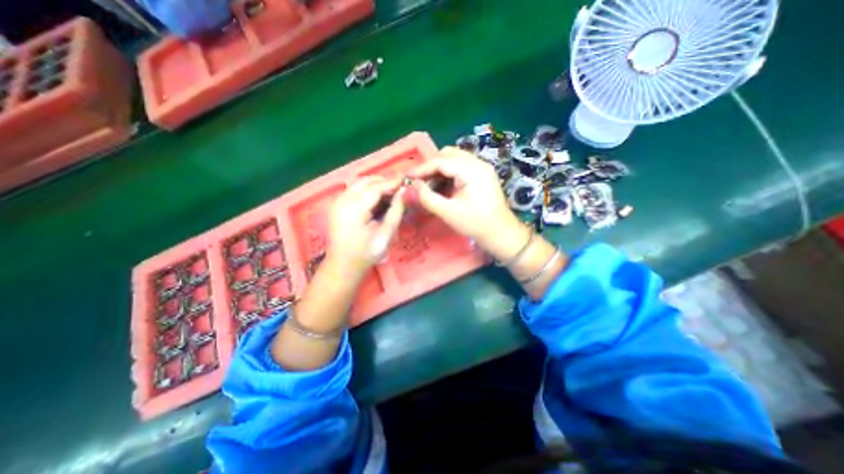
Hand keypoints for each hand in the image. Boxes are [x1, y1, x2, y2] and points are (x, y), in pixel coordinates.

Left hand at [324, 176, 406, 278]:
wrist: (343, 266)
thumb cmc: (366, 253)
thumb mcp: (386, 234)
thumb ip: (396, 210)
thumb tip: (405, 191)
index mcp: (355, 208)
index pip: (376, 187)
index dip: (393, 182)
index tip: (407, 180)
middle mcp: (343, 200)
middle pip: (366, 182)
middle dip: (384, 182)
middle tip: (400, 189)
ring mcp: (338, 202)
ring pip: (359, 184)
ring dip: (375, 185)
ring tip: (390, 194)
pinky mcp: (337, 206)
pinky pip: (354, 190)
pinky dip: (367, 190)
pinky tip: (377, 200)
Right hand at [407, 145, 528, 258]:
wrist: (501, 233)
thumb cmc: (476, 224)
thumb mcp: (449, 212)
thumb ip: (428, 198)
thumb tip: (412, 186)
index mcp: (472, 170)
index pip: (442, 161)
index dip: (422, 168)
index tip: (407, 176)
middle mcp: (478, 163)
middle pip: (448, 154)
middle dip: (431, 166)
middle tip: (418, 181)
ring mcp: (482, 168)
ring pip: (454, 159)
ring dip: (439, 169)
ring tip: (428, 185)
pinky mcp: (482, 175)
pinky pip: (460, 167)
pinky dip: (448, 174)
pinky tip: (441, 186)